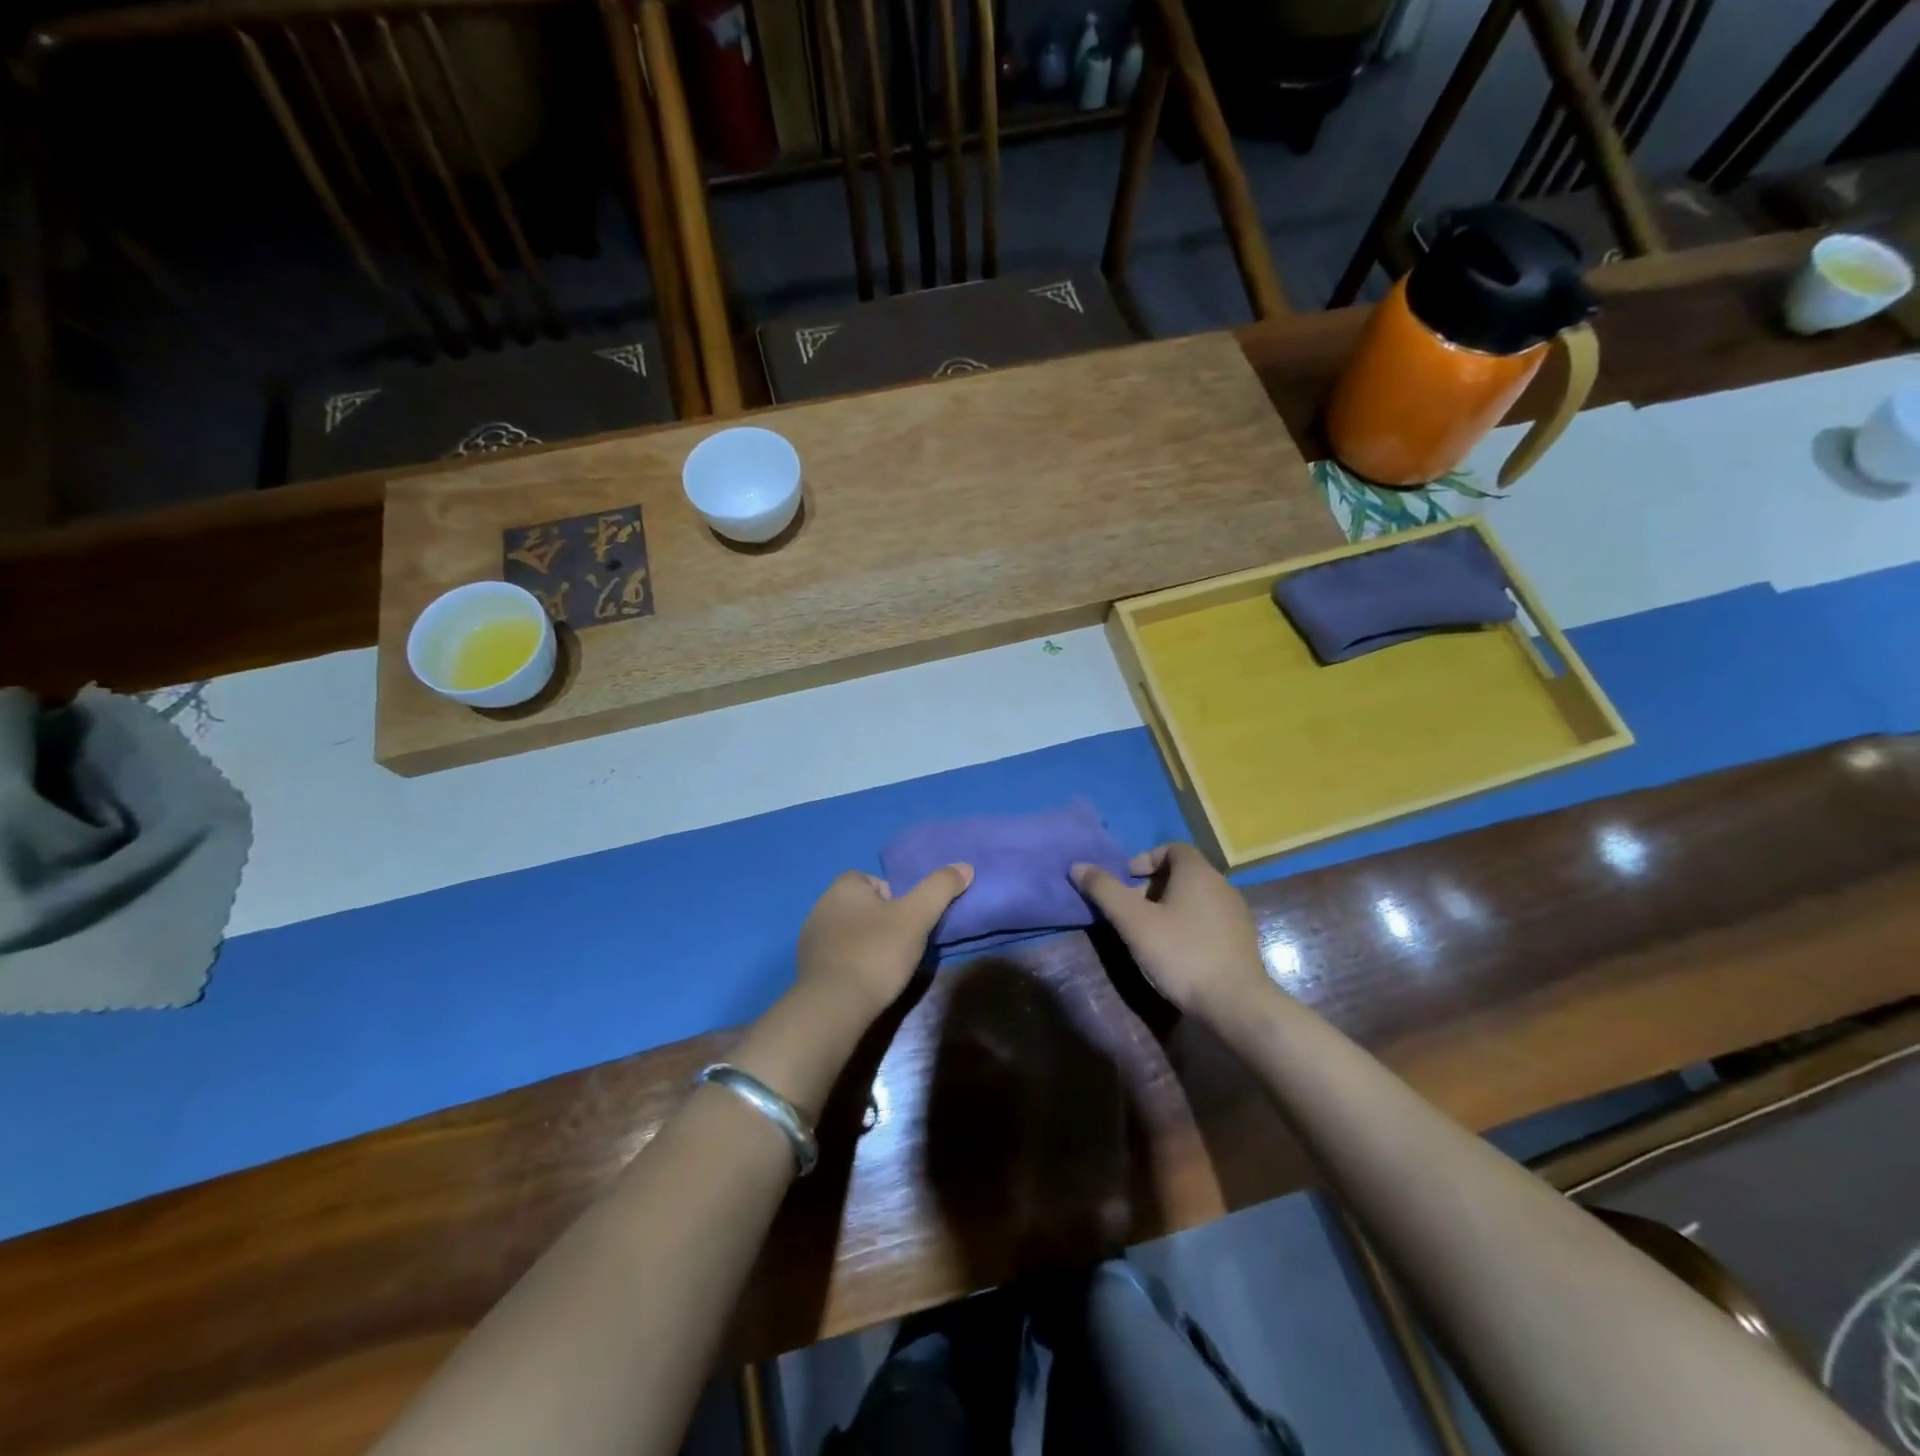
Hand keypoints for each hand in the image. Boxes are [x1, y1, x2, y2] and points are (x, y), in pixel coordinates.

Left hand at [796, 865, 972, 1018]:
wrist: (833, 1006)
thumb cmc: (877, 953)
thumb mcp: (916, 917)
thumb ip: (940, 888)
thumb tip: (964, 866)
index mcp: (844, 886)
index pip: (877, 882)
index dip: (898, 901)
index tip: (910, 923)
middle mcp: (822, 904)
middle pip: (865, 906)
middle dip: (883, 922)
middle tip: (903, 946)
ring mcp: (810, 936)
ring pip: (851, 931)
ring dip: (867, 943)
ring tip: (886, 967)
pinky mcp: (807, 965)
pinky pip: (837, 955)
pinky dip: (852, 963)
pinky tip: (865, 982)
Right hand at [1071, 844, 1273, 1021]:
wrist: (1236, 1003)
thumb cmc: (1181, 954)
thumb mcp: (1134, 922)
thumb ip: (1105, 891)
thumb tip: (1077, 866)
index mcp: (1198, 873)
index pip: (1172, 848)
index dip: (1146, 859)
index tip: (1128, 882)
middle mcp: (1221, 884)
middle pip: (1183, 872)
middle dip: (1153, 885)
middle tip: (1132, 911)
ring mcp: (1236, 912)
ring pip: (1196, 897)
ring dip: (1170, 906)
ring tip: (1150, 933)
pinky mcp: (1242, 939)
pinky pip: (1210, 918)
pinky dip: (1189, 924)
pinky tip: (1177, 951)